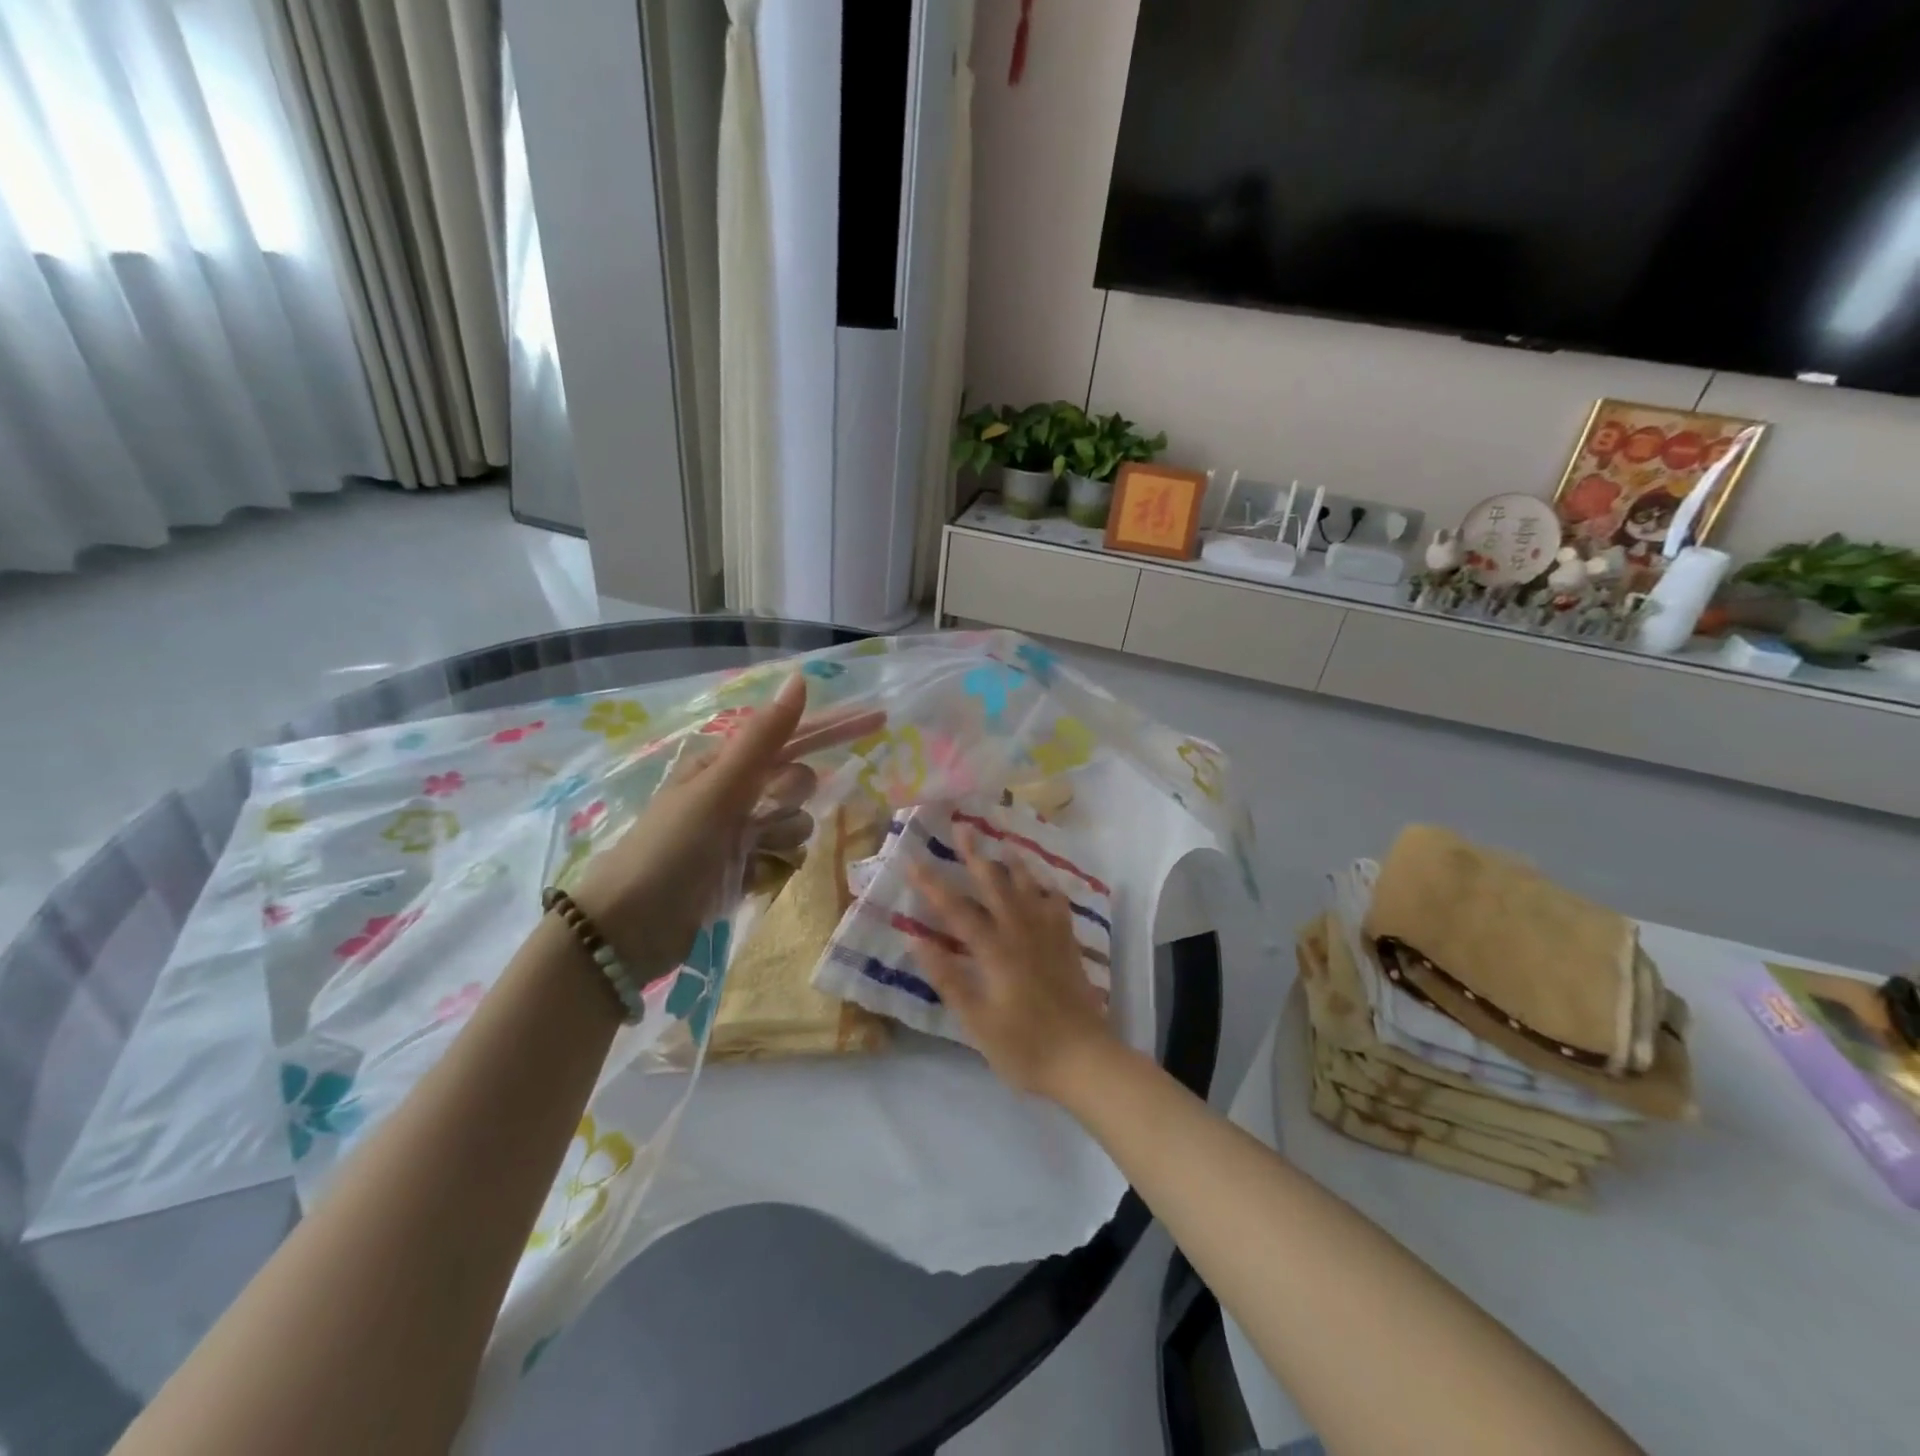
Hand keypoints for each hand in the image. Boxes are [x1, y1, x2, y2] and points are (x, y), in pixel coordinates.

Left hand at [571, 675, 882, 982]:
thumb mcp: (719, 788)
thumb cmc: (671, 847)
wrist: (629, 929)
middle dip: (789, 799)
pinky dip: (774, 868)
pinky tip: (751, 879)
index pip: (793, 737)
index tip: (880, 719)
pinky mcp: (742, 870)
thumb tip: (800, 679)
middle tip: (759, 817)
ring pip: (797, 825)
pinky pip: (785, 859)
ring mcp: (739, 834)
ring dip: (781, 839)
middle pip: (798, 784)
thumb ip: (764, 737)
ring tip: (749, 855)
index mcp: (725, 765)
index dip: (835, 727)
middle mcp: (735, 794)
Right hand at [907, 828, 1117, 1100]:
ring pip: (1028, 888)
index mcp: (994, 950)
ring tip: (1003, 842)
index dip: (932, 884)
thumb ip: (947, 977)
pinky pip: (1058, 906)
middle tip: (962, 827)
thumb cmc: (1023, 1047)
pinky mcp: (1068, 945)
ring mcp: (1048, 936)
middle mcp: (1021, 932)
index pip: (956, 909)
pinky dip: (1048, 889)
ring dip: (1012, 864)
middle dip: (975, 855)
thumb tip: (915, 938)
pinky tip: (1045, 884)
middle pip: (995, 885)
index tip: (912, 860)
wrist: (1084, 1059)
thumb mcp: (976, 1021)